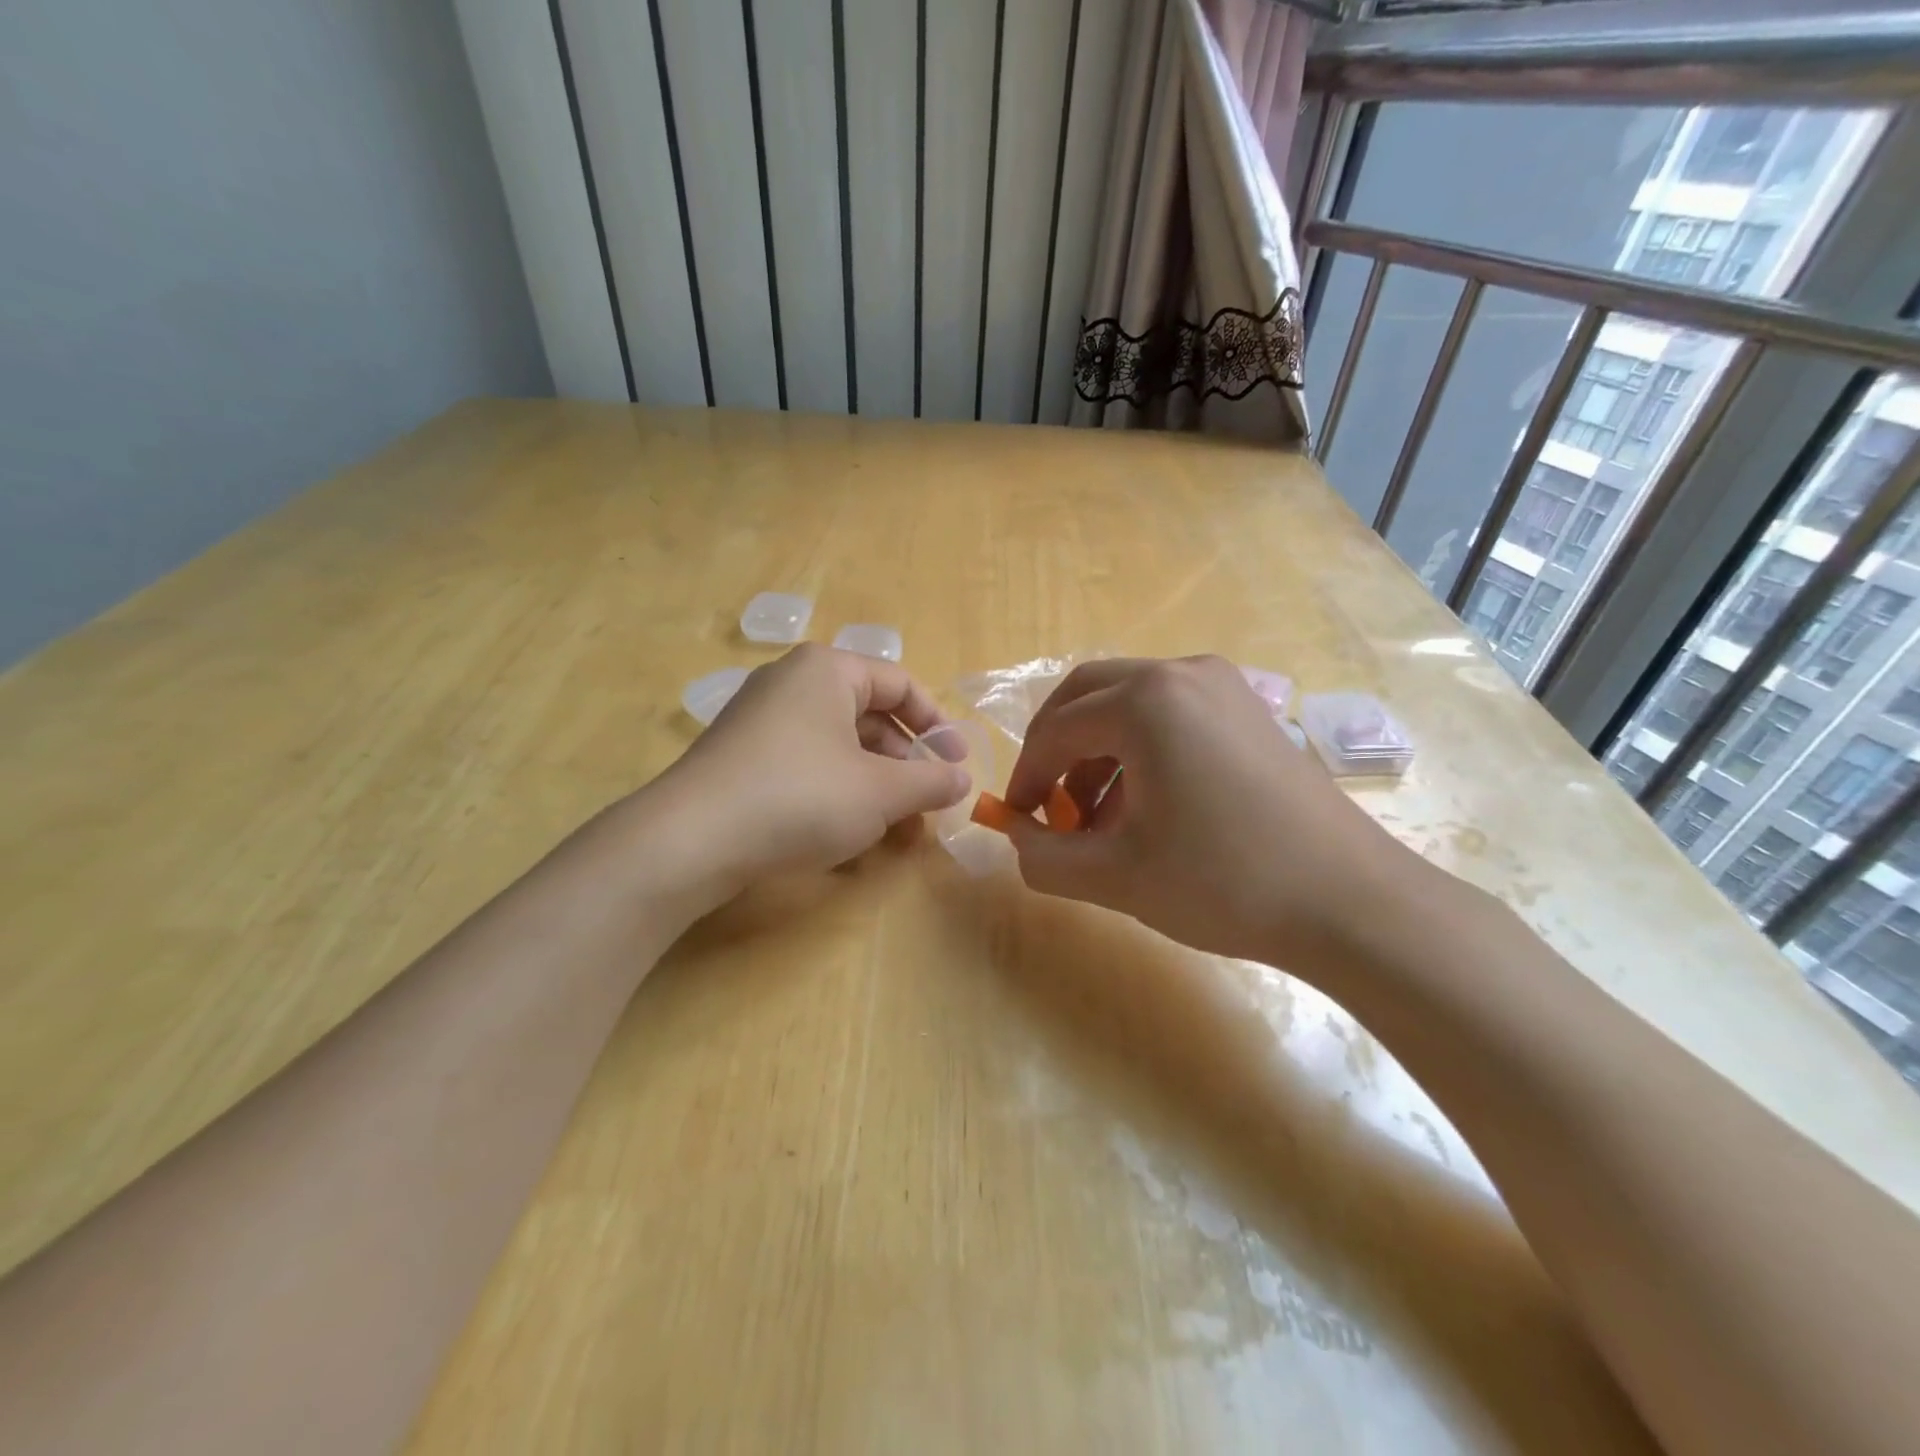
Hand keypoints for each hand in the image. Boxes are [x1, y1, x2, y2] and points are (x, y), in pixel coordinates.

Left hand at [650, 644, 970, 897]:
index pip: (900, 683)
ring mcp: (760, 720)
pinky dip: (836, 790)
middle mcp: (791, 683)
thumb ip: (930, 782)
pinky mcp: (741, 757)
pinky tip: (846, 831)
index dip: (936, 725)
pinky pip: (805, 763)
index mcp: (827, 671)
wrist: (691, 840)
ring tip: (894, 827)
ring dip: (874, 782)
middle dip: (904, 762)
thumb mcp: (881, 792)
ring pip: (837, 744)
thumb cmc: (801, 797)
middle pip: (868, 714)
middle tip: (926, 802)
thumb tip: (962, 780)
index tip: (956, 765)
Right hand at [1002, 656, 1436, 976]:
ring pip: (1128, 701)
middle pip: (1087, 695)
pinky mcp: (1248, 709)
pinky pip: (1169, 712)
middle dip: (1055, 747)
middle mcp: (1181, 672)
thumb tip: (1016, 839)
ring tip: (1096, 814)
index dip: (1026, 776)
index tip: (1017, 818)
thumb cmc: (1224, 882)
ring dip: (1096, 749)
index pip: (1056, 730)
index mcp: (1145, 701)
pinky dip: (1139, 747)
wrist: (1351, 902)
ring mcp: (1222, 685)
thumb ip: (1045, 857)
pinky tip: (1145, 803)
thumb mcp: (1116, 877)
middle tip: (1046, 801)